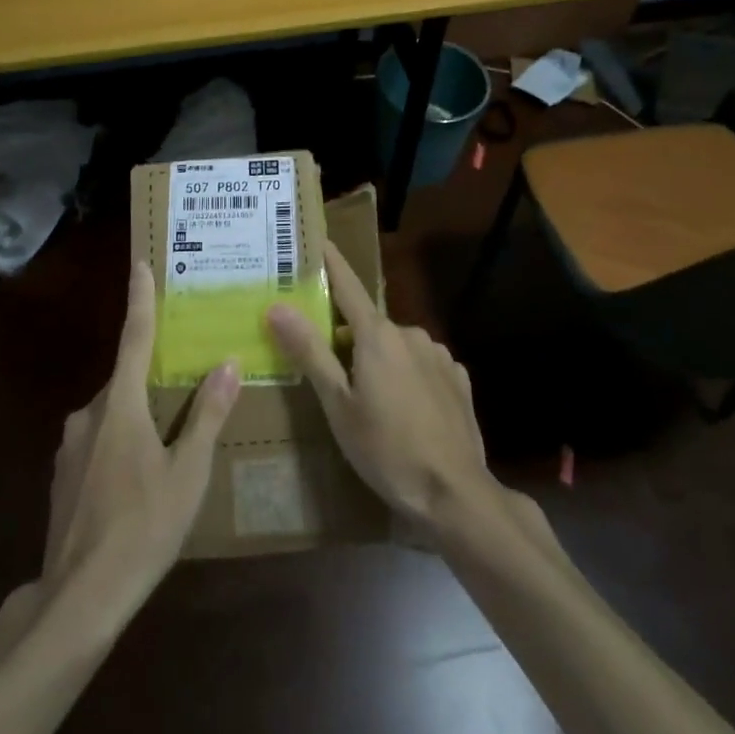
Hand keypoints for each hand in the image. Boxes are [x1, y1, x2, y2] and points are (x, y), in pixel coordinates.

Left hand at [40, 260, 239, 613]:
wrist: (78, 599)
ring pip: (110, 414)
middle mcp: (88, 414)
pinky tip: (135, 482)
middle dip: (150, 378)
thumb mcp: (188, 473)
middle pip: (125, 381)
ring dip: (135, 417)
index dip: (139, 299)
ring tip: (165, 444)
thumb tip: (226, 363)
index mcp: (120, 405)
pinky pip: (96, 443)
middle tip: (182, 384)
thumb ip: (207, 416)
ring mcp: (69, 447)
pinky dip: (118, 445)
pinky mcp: (61, 477)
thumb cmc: (143, 528)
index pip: (134, 337)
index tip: (139, 264)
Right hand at [266, 241, 493, 533]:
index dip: (330, 262)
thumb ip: (309, 351)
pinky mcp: (458, 379)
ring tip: (369, 400)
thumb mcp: (337, 404)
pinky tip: (405, 409)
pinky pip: (422, 365)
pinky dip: (407, 375)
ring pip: (396, 346)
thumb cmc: (386, 449)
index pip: (347, 285)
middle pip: (368, 324)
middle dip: (348, 337)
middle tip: (330, 369)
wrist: (455, 494)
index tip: (317, 239)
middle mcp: (410, 333)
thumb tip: (276, 306)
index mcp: (377, 335)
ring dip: (379, 359)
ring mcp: (439, 355)